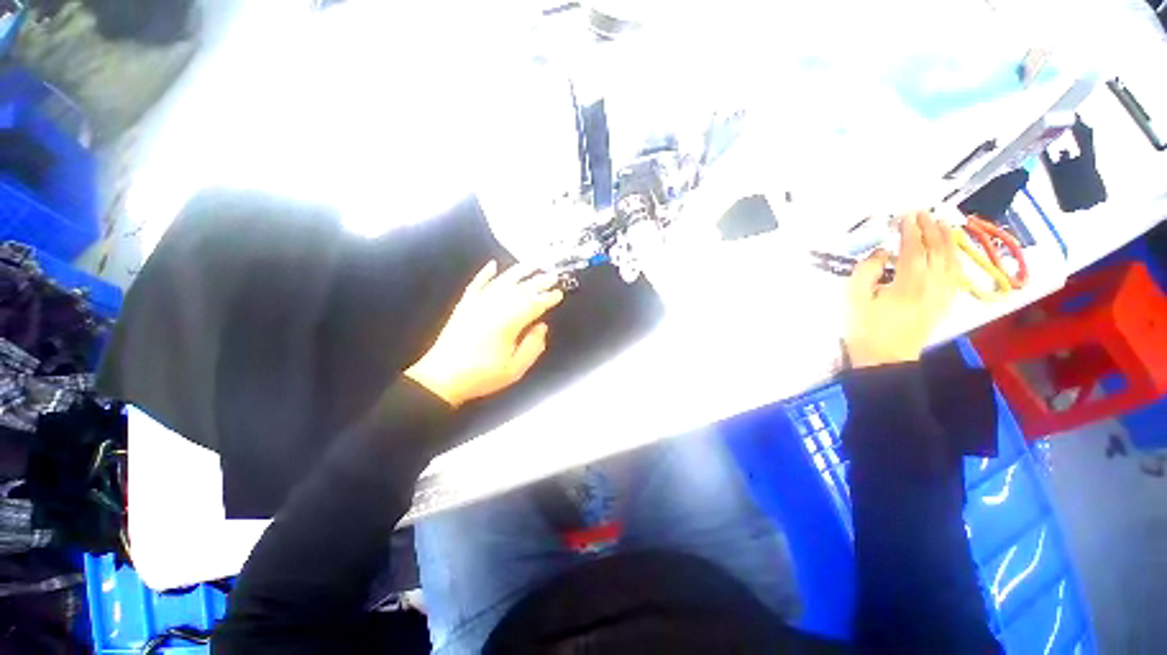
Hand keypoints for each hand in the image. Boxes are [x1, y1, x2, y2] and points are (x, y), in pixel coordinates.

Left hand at [405, 261, 564, 406]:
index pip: (533, 305)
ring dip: (518, 272)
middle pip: (520, 290)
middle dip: (539, 282)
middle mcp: (493, 308)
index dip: (547, 298)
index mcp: (507, 324)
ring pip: (501, 282)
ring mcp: (477, 304)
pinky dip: (485, 273)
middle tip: (552, 276)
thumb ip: (533, 346)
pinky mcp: (464, 305)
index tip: (558, 293)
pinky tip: (493, 265)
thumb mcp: (514, 369)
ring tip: (532, 264)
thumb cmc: (481, 376)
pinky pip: (476, 284)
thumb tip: (542, 327)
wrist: (442, 378)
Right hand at [844, 210, 963, 367]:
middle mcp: (932, 284)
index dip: (911, 229)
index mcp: (909, 282)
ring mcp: (942, 294)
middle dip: (931, 229)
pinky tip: (951, 252)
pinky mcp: (944, 303)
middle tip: (923, 214)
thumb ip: (867, 271)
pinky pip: (956, 274)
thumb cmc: (865, 328)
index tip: (907, 214)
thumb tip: (882, 253)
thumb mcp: (854, 298)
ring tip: (942, 224)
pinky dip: (955, 258)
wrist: (885, 359)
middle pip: (937, 250)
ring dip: (947, 240)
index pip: (915, 248)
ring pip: (951, 260)